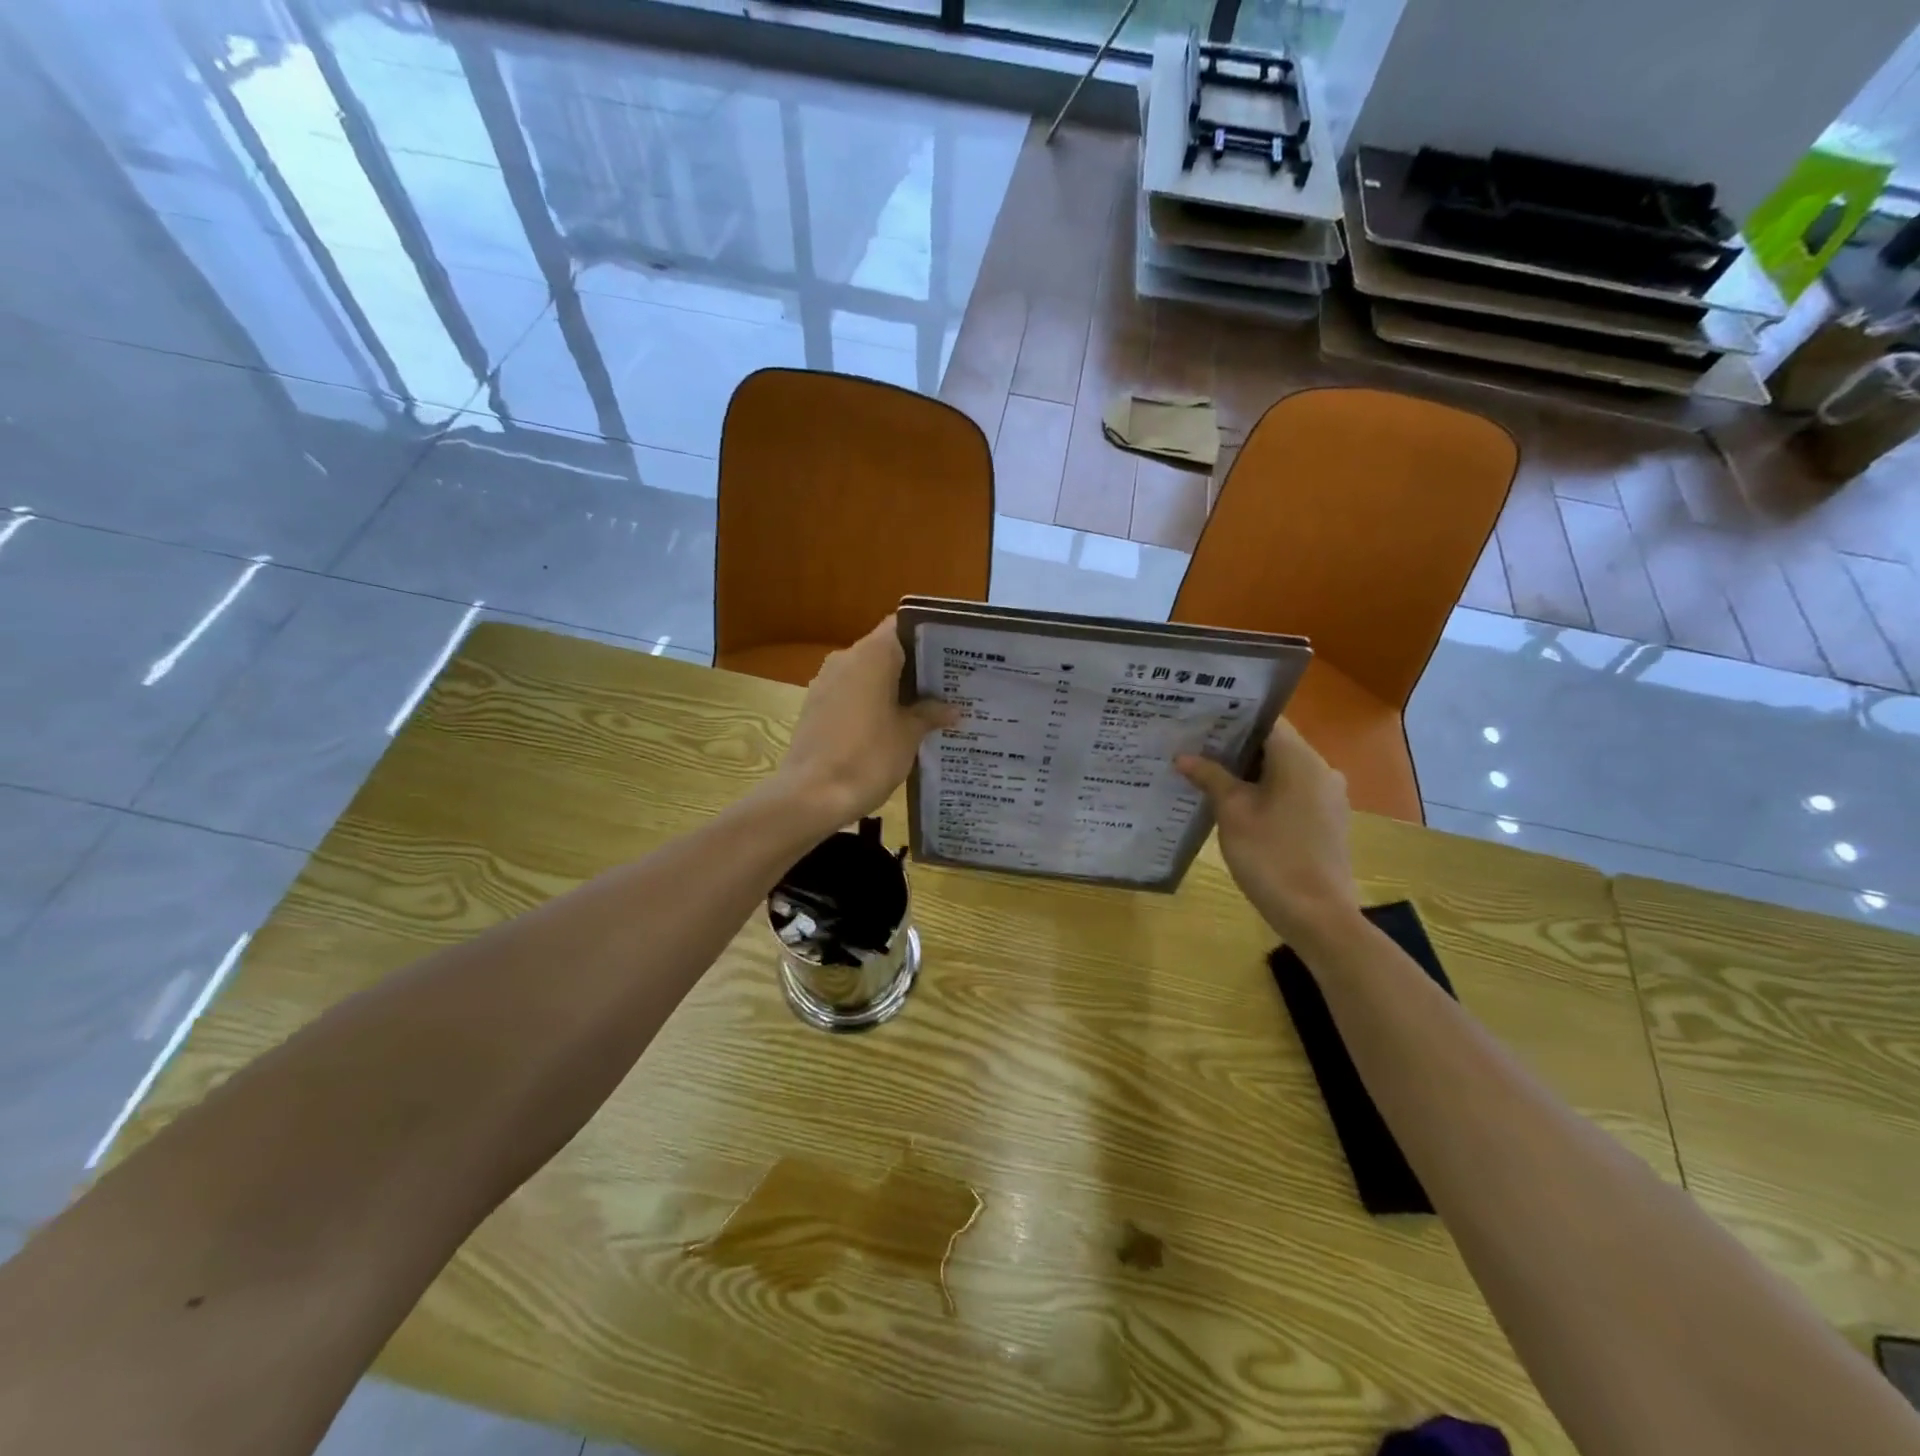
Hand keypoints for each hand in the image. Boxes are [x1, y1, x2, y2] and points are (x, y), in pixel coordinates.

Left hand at [774, 616, 958, 826]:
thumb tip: (952, 708)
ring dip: (893, 688)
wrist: (811, 796)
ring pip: (868, 674)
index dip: (928, 637)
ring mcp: (826, 682)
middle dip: (915, 667)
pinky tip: (893, 727)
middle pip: (886, 650)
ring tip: (925, 709)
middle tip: (948, 686)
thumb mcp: (909, 735)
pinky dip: (872, 703)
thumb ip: (930, 714)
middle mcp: (845, 658)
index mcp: (872, 654)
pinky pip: (852, 694)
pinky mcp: (816, 707)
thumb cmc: (868, 757)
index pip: (903, 625)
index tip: (951, 655)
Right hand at [1176, 718, 1359, 946]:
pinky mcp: (1327, 819)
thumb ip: (1210, 777)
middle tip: (1194, 746)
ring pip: (1283, 769)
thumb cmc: (1271, 856)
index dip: (1232, 717)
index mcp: (1300, 759)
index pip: (1266, 720)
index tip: (1200, 720)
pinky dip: (1266, 790)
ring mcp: (1328, 796)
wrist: (1317, 915)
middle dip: (1235, 745)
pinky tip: (1237, 803)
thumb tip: (1183, 756)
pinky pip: (1292, 791)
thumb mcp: (1232, 813)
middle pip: (1274, 744)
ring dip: (1249, 770)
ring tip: (1208, 773)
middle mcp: (1321, 769)